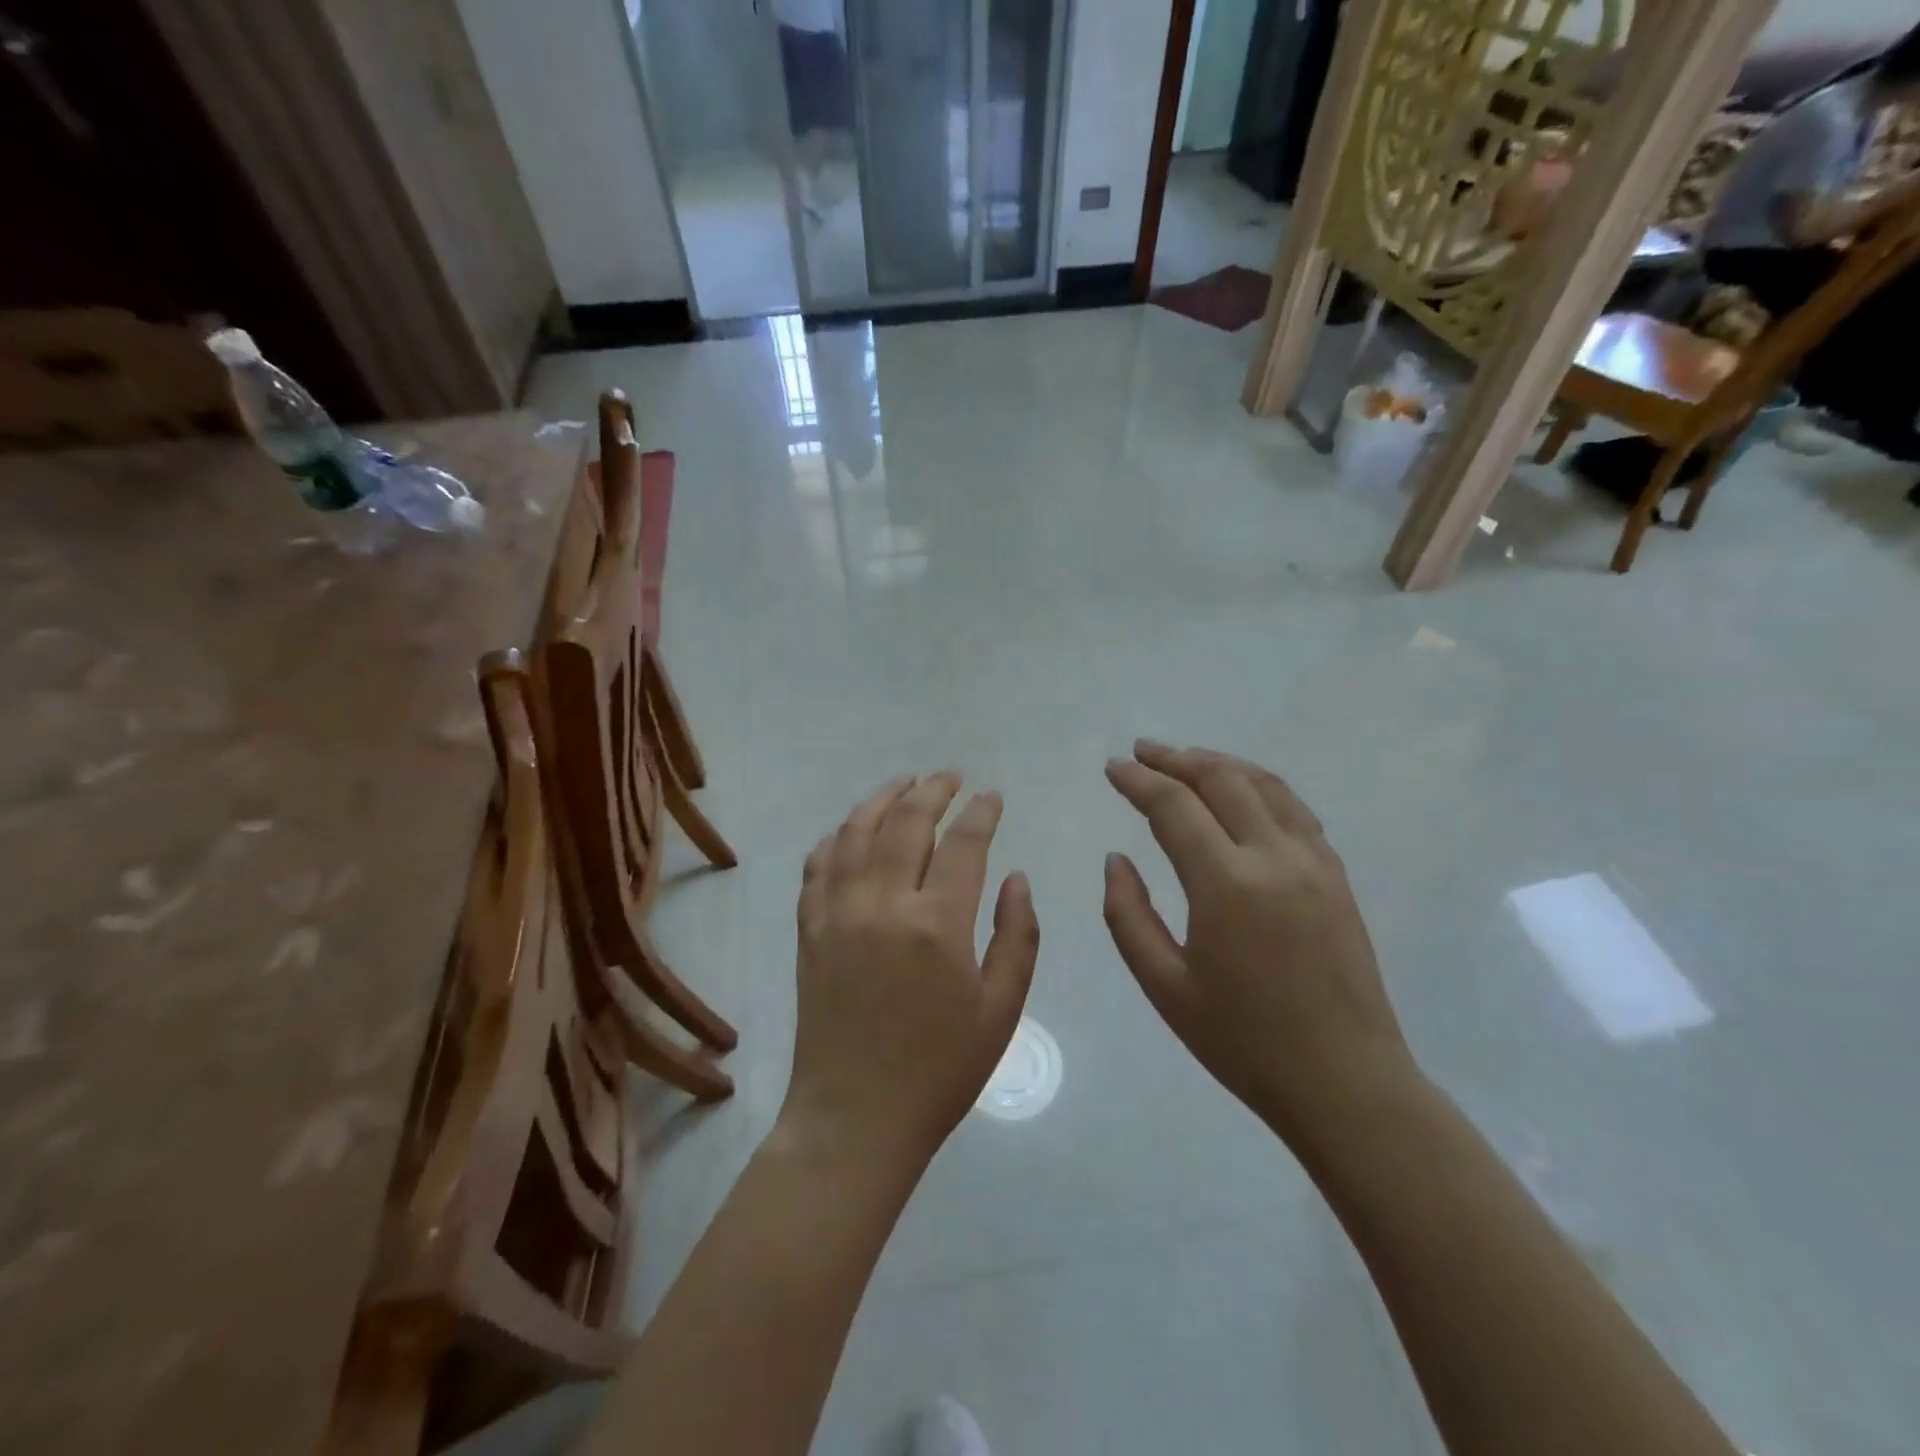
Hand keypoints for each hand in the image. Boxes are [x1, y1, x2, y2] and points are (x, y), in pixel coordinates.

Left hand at [783, 773, 1039, 1169]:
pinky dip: (836, 837)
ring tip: (903, 784)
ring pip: (855, 832)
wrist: (855, 1118)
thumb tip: (1016, 877)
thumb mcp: (1000, 1011)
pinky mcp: (809, 929)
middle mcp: (882, 904)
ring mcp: (837, 913)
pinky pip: (818, 865)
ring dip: (881, 800)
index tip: (992, 796)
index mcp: (937, 924)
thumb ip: (1016, 936)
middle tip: (950, 777)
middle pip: (906, 823)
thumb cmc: (939, 1070)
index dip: (981, 812)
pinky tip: (851, 831)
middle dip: (932, 791)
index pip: (963, 844)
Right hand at [1102, 742, 1413, 1147]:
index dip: (1138, 781)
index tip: (1112, 768)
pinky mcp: (1336, 875)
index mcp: (1226, 884)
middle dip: (1175, 759)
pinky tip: (1241, 792)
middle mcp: (1273, 856)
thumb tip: (1116, 859)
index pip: (1174, 806)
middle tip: (1141, 751)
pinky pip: (1293, 809)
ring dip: (1218, 763)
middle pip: (1221, 779)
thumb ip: (1128, 915)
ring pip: (1263, 785)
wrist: (1345, 1082)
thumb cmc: (1243, 1041)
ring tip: (1184, 759)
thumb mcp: (1164, 986)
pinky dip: (1258, 785)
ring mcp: (1313, 862)